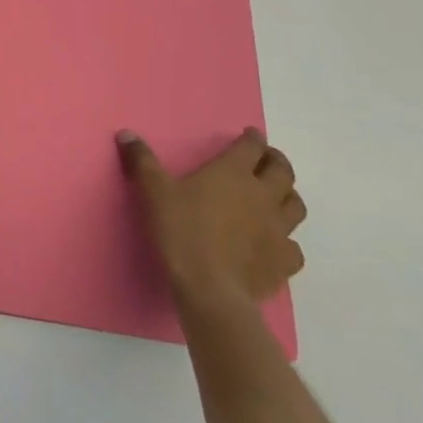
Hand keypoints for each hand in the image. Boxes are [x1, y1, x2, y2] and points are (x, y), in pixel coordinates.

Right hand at [118, 128, 305, 314]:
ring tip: (276, 196)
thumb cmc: (180, 231)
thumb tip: (126, 133)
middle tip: (267, 159)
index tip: (250, 135)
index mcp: (233, 173)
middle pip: (282, 172)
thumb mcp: (152, 191)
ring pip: (296, 206)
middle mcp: (262, 195)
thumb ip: (142, 160)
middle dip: (276, 161)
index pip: (251, 147)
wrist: (209, 289)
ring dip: (288, 196)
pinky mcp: (284, 262)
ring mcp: (278, 230)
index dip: (252, 138)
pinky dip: (288, 241)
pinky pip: (294, 247)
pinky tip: (276, 243)